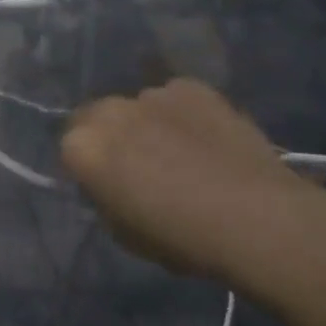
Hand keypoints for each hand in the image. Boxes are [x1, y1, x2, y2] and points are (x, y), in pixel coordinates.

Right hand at [62, 79, 325, 290]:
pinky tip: (208, 141)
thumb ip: (106, 199)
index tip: (108, 187)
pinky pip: (175, 99)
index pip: (69, 148)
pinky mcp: (190, 86)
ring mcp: (151, 92)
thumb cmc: (183, 240)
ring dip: (147, 124)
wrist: (256, 218)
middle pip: (96, 116)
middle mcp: (110, 109)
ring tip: (182, 154)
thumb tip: (111, 185)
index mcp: (84, 147)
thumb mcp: (126, 234)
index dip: (88, 168)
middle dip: (110, 136)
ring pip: (138, 107)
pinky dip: (182, 115)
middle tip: (139, 166)